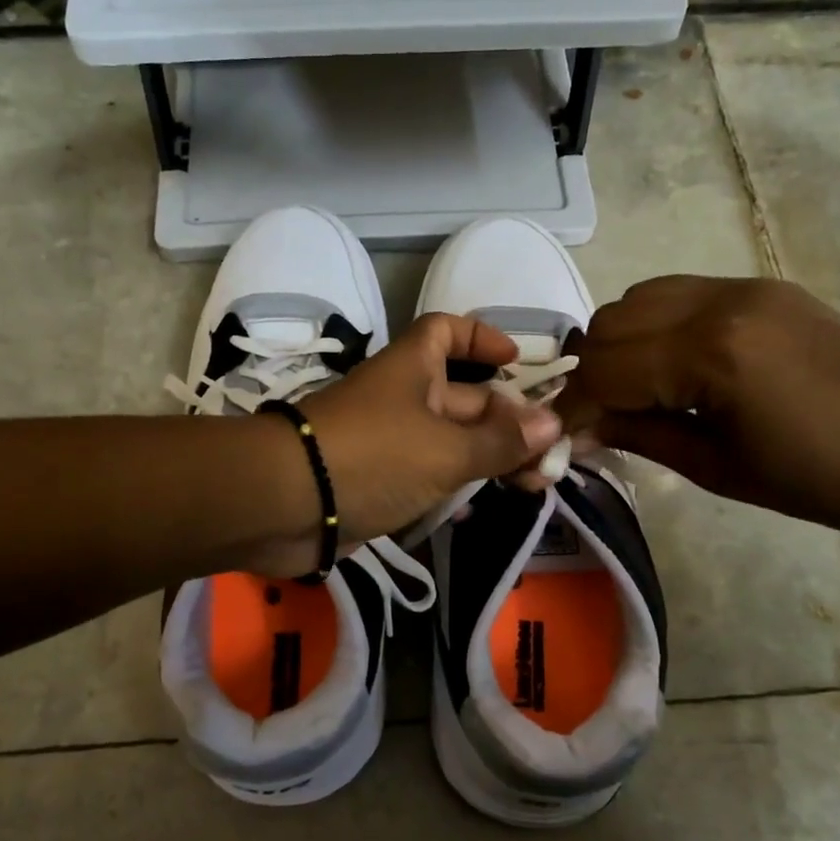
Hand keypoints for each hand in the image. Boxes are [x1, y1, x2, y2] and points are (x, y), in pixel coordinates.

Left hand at [294, 313, 562, 548]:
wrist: (286, 504)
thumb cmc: (372, 456)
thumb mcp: (446, 449)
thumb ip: (500, 441)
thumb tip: (553, 423)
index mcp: (413, 369)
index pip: (447, 331)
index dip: (482, 338)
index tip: (517, 363)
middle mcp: (401, 398)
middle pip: (463, 397)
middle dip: (507, 421)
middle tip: (547, 457)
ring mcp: (387, 441)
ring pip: (448, 441)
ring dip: (486, 458)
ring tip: (530, 485)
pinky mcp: (376, 481)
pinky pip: (424, 476)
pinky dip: (452, 487)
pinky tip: (477, 509)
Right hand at [557, 276, 839, 537]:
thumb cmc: (821, 480)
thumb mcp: (716, 468)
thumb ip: (638, 436)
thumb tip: (579, 429)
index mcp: (711, 354)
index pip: (606, 369)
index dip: (575, 406)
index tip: (562, 438)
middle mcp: (719, 303)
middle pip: (611, 324)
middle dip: (592, 373)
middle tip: (600, 417)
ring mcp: (743, 287)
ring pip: (639, 298)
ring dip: (620, 343)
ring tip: (635, 389)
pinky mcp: (762, 287)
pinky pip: (679, 293)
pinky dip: (655, 325)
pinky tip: (673, 365)